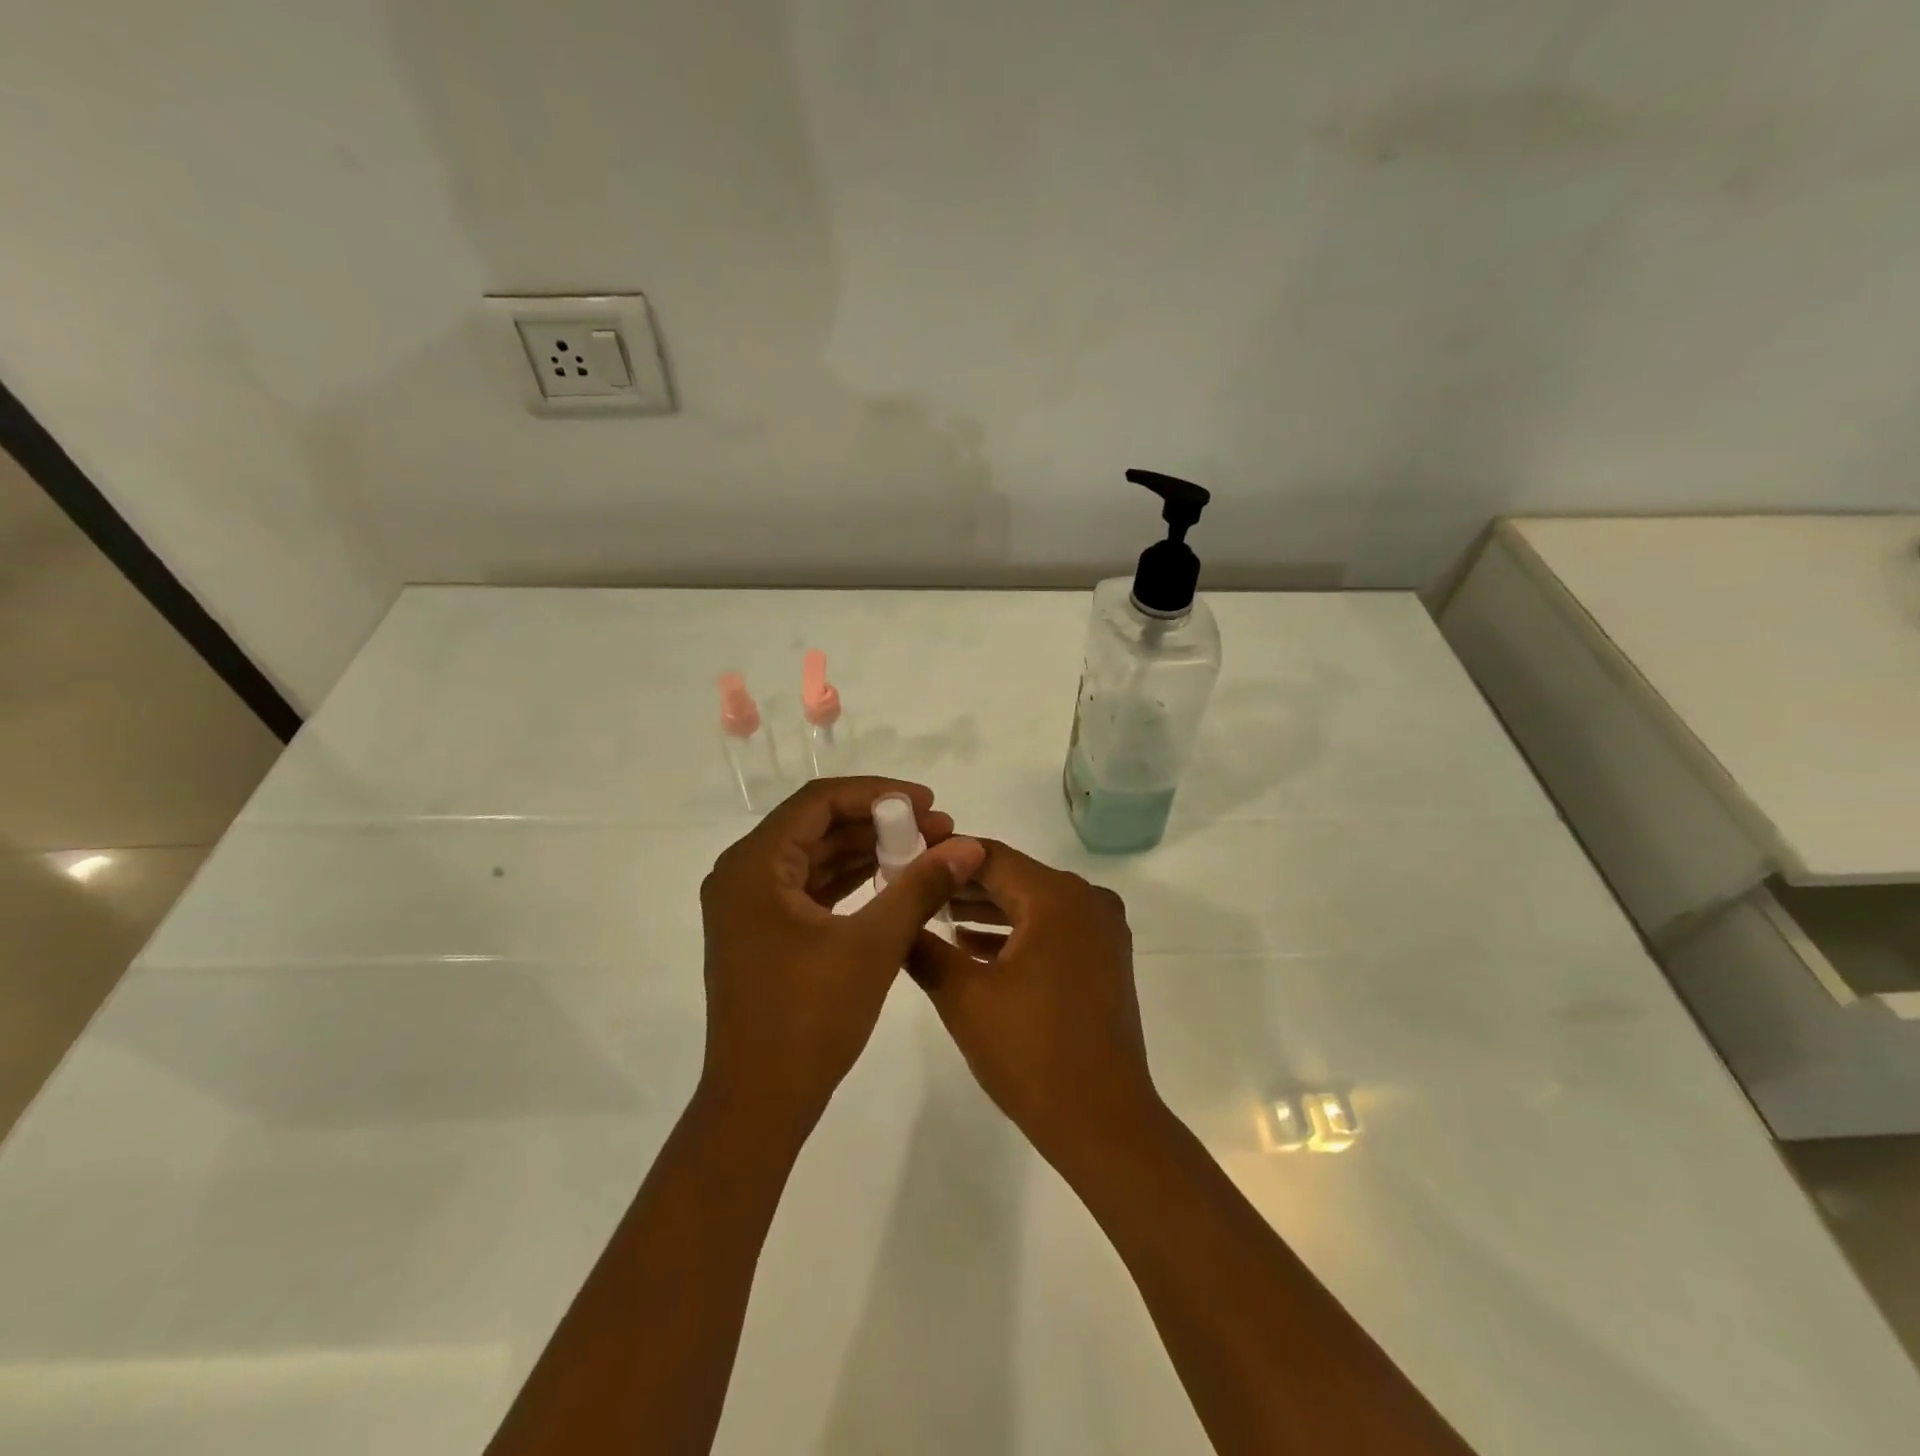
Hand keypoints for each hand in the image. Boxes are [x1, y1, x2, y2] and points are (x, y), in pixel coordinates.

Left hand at [698, 777, 984, 1137]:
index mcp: (754, 865)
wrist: (760, 1104)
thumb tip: (968, 845)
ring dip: (867, 851)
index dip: (878, 793)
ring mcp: (749, 905)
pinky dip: (850, 880)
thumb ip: (920, 887)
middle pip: (817, 825)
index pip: (820, 801)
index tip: (928, 804)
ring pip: (815, 855)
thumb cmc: (810, 1018)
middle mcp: (742, 874)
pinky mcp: (762, 931)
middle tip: (936, 830)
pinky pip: (809, 887)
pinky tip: (892, 881)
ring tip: (925, 853)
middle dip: (879, 823)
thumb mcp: (874, 945)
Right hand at [906, 841, 1163, 1166]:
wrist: (1103, 1122)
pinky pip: (1052, 928)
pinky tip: (973, 948)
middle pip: (1013, 877)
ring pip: (1032, 904)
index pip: (989, 856)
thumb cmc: (1030, 1053)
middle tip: (913, 891)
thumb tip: (896, 915)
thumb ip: (923, 947)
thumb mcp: (963, 996)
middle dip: (962, 885)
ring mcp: (1102, 929)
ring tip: (934, 917)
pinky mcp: (1105, 957)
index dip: (943, 857)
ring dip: (986, 911)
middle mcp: (1087, 900)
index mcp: (1057, 897)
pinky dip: (1015, 933)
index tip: (904, 864)